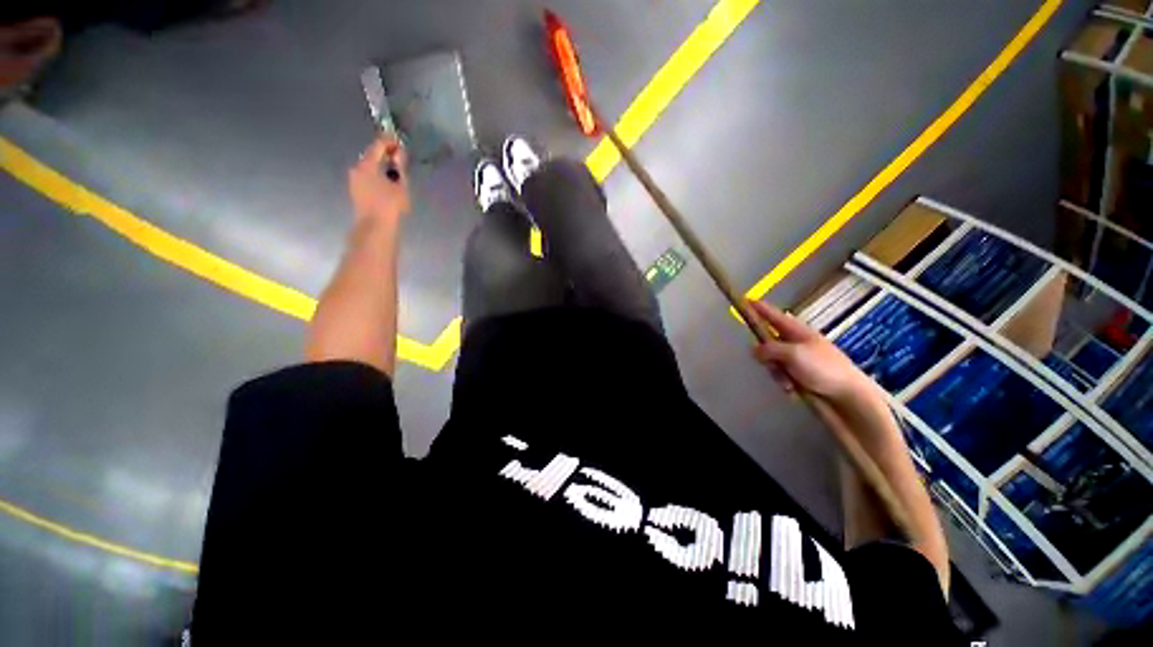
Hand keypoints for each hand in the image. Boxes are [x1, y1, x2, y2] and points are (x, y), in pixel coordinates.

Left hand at [349, 136, 409, 224]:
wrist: (375, 227)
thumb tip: (399, 153)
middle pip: (371, 155)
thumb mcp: (400, 186)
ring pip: (368, 165)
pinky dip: (376, 172)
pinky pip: (366, 175)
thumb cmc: (390, 206)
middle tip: (398, 154)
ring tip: (394, 168)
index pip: (378, 145)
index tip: (399, 140)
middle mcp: (357, 168)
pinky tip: (386, 179)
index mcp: (367, 164)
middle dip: (384, 153)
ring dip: (380, 163)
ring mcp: (354, 179)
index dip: (389, 141)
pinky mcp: (355, 189)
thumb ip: (400, 167)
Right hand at [749, 301, 873, 400]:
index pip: (773, 315)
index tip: (746, 300)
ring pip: (771, 360)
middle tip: (767, 361)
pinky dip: (783, 381)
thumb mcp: (793, 354)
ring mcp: (798, 359)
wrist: (848, 396)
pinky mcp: (799, 375)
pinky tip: (792, 388)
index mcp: (797, 331)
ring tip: (787, 381)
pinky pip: (780, 374)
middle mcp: (796, 343)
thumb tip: (754, 349)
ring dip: (775, 371)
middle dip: (765, 353)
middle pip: (767, 341)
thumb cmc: (823, 368)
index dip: (759, 308)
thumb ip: (770, 349)